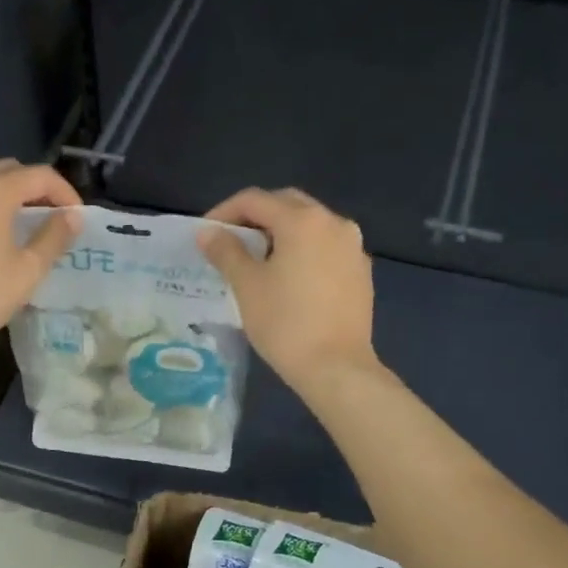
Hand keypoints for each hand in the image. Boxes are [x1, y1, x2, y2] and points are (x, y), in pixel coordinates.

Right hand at [198, 187, 376, 388]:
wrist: (336, 367)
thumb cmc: (285, 324)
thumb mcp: (247, 286)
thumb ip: (226, 252)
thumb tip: (207, 232)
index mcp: (303, 221)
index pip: (255, 200)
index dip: (224, 212)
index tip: (206, 234)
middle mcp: (334, 223)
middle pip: (287, 205)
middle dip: (256, 217)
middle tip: (231, 241)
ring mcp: (353, 247)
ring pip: (310, 226)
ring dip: (281, 233)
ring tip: (258, 260)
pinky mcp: (361, 272)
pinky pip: (326, 248)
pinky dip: (303, 252)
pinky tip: (290, 278)